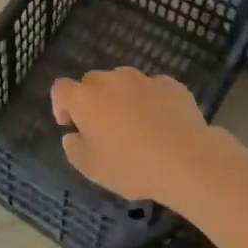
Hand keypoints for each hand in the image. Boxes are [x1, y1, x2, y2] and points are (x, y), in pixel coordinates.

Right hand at [50, 68, 224, 207]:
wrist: (186, 159)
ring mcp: (142, 79)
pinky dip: (151, 101)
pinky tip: (162, 123)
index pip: (60, 89)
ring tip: (136, 125)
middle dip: (92, 100)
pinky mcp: (170, 84)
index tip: (70, 124)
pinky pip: (152, 89)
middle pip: (92, 82)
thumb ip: (74, 148)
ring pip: (123, 82)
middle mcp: (110, 80)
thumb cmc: (131, 166)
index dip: (60, 105)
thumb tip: (73, 135)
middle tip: (103, 128)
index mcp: (84, 98)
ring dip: (122, 98)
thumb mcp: (91, 168)